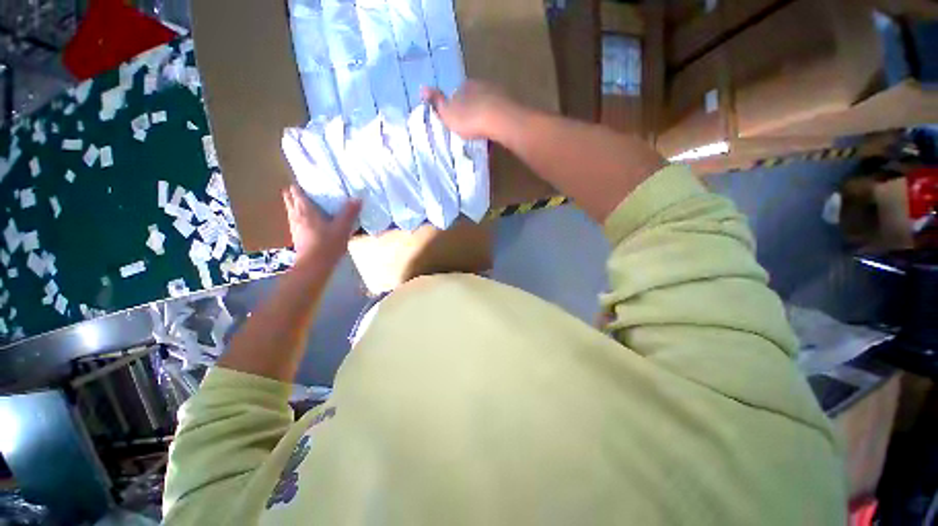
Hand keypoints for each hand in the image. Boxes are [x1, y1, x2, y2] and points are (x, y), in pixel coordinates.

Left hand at [282, 184, 361, 275]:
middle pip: (289, 199)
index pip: (296, 191)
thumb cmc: (327, 244)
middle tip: (307, 192)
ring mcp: (294, 226)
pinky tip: (310, 222)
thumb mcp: (342, 228)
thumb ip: (349, 212)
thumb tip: (358, 198)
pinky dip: (299, 217)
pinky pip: (295, 221)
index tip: (307, 183)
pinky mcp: (296, 237)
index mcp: (305, 209)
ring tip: (309, 205)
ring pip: (291, 210)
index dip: (299, 185)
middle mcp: (295, 215)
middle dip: (295, 194)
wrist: (313, 266)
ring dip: (296, 206)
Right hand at [422, 81, 518, 139]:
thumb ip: (437, 102)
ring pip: (488, 105)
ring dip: (485, 115)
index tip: (457, 120)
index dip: (456, 106)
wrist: (498, 120)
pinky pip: (500, 114)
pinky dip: (496, 121)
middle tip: (470, 127)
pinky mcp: (510, 106)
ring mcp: (498, 94)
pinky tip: (495, 132)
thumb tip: (422, 88)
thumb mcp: (448, 113)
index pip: (458, 93)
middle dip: (472, 110)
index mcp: (465, 86)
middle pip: (475, 98)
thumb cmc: (470, 118)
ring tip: (483, 131)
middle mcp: (482, 85)